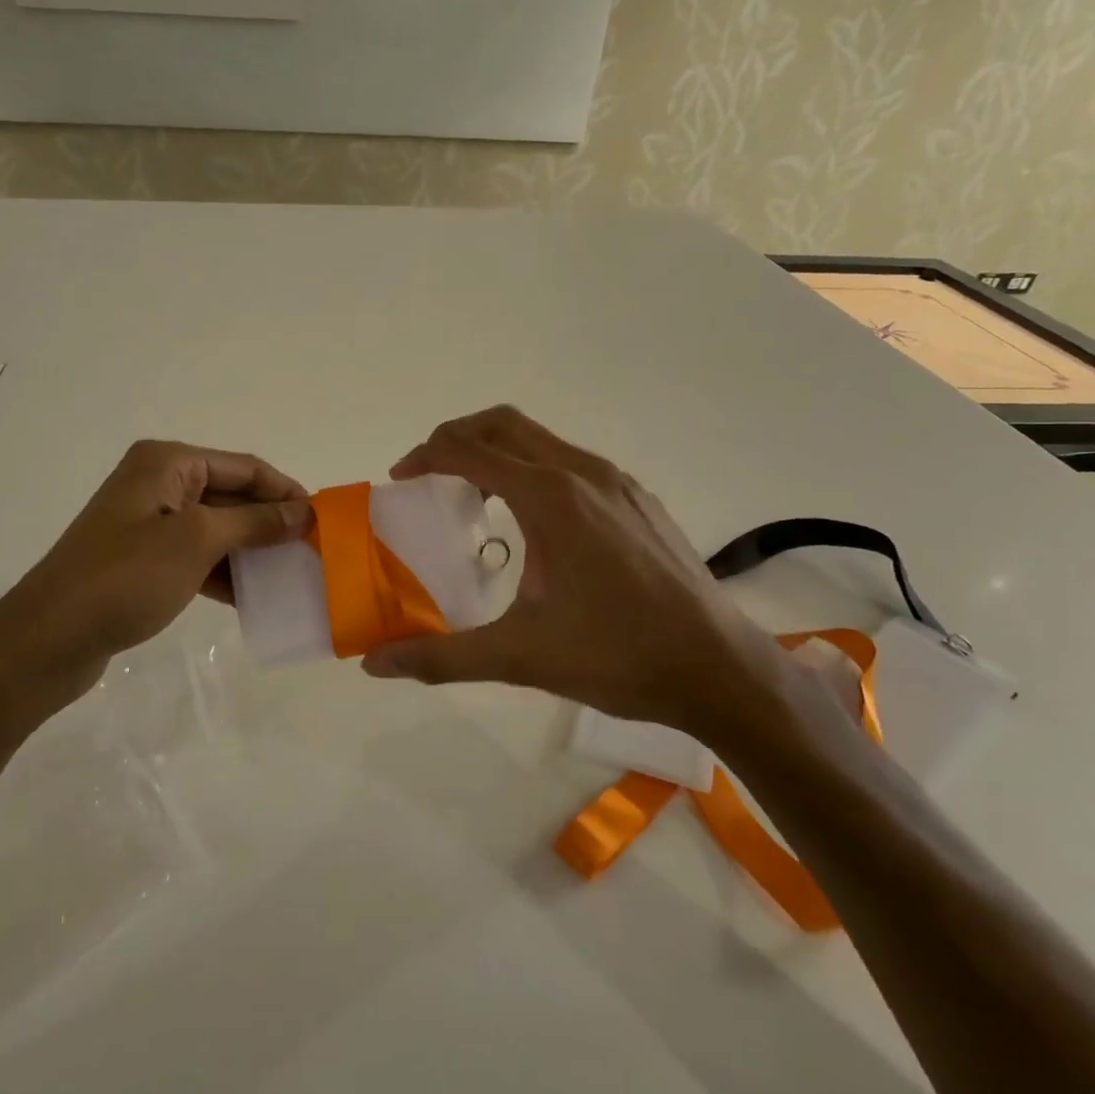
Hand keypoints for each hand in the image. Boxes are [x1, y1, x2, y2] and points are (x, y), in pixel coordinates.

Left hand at [0, 440, 311, 704]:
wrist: (49, 638)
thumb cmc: (126, 577)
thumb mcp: (197, 541)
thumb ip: (255, 522)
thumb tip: (304, 511)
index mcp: (168, 462)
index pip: (245, 467)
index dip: (285, 491)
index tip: (323, 522)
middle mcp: (158, 482)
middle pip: (231, 495)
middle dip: (270, 522)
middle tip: (311, 552)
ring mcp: (148, 522)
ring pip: (216, 528)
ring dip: (250, 550)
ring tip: (290, 577)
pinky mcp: (143, 558)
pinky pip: (196, 555)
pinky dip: (223, 571)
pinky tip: (251, 598)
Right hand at [362, 408, 797, 748]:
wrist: (719, 668)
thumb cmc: (617, 657)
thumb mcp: (520, 657)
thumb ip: (441, 656)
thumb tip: (375, 663)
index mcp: (549, 498)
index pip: (469, 450)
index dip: (426, 456)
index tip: (402, 479)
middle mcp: (583, 473)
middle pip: (504, 425)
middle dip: (458, 437)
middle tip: (429, 474)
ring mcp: (617, 482)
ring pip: (542, 440)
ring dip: (499, 452)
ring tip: (476, 497)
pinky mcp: (639, 499)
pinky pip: (572, 463)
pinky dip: (536, 470)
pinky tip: (537, 524)